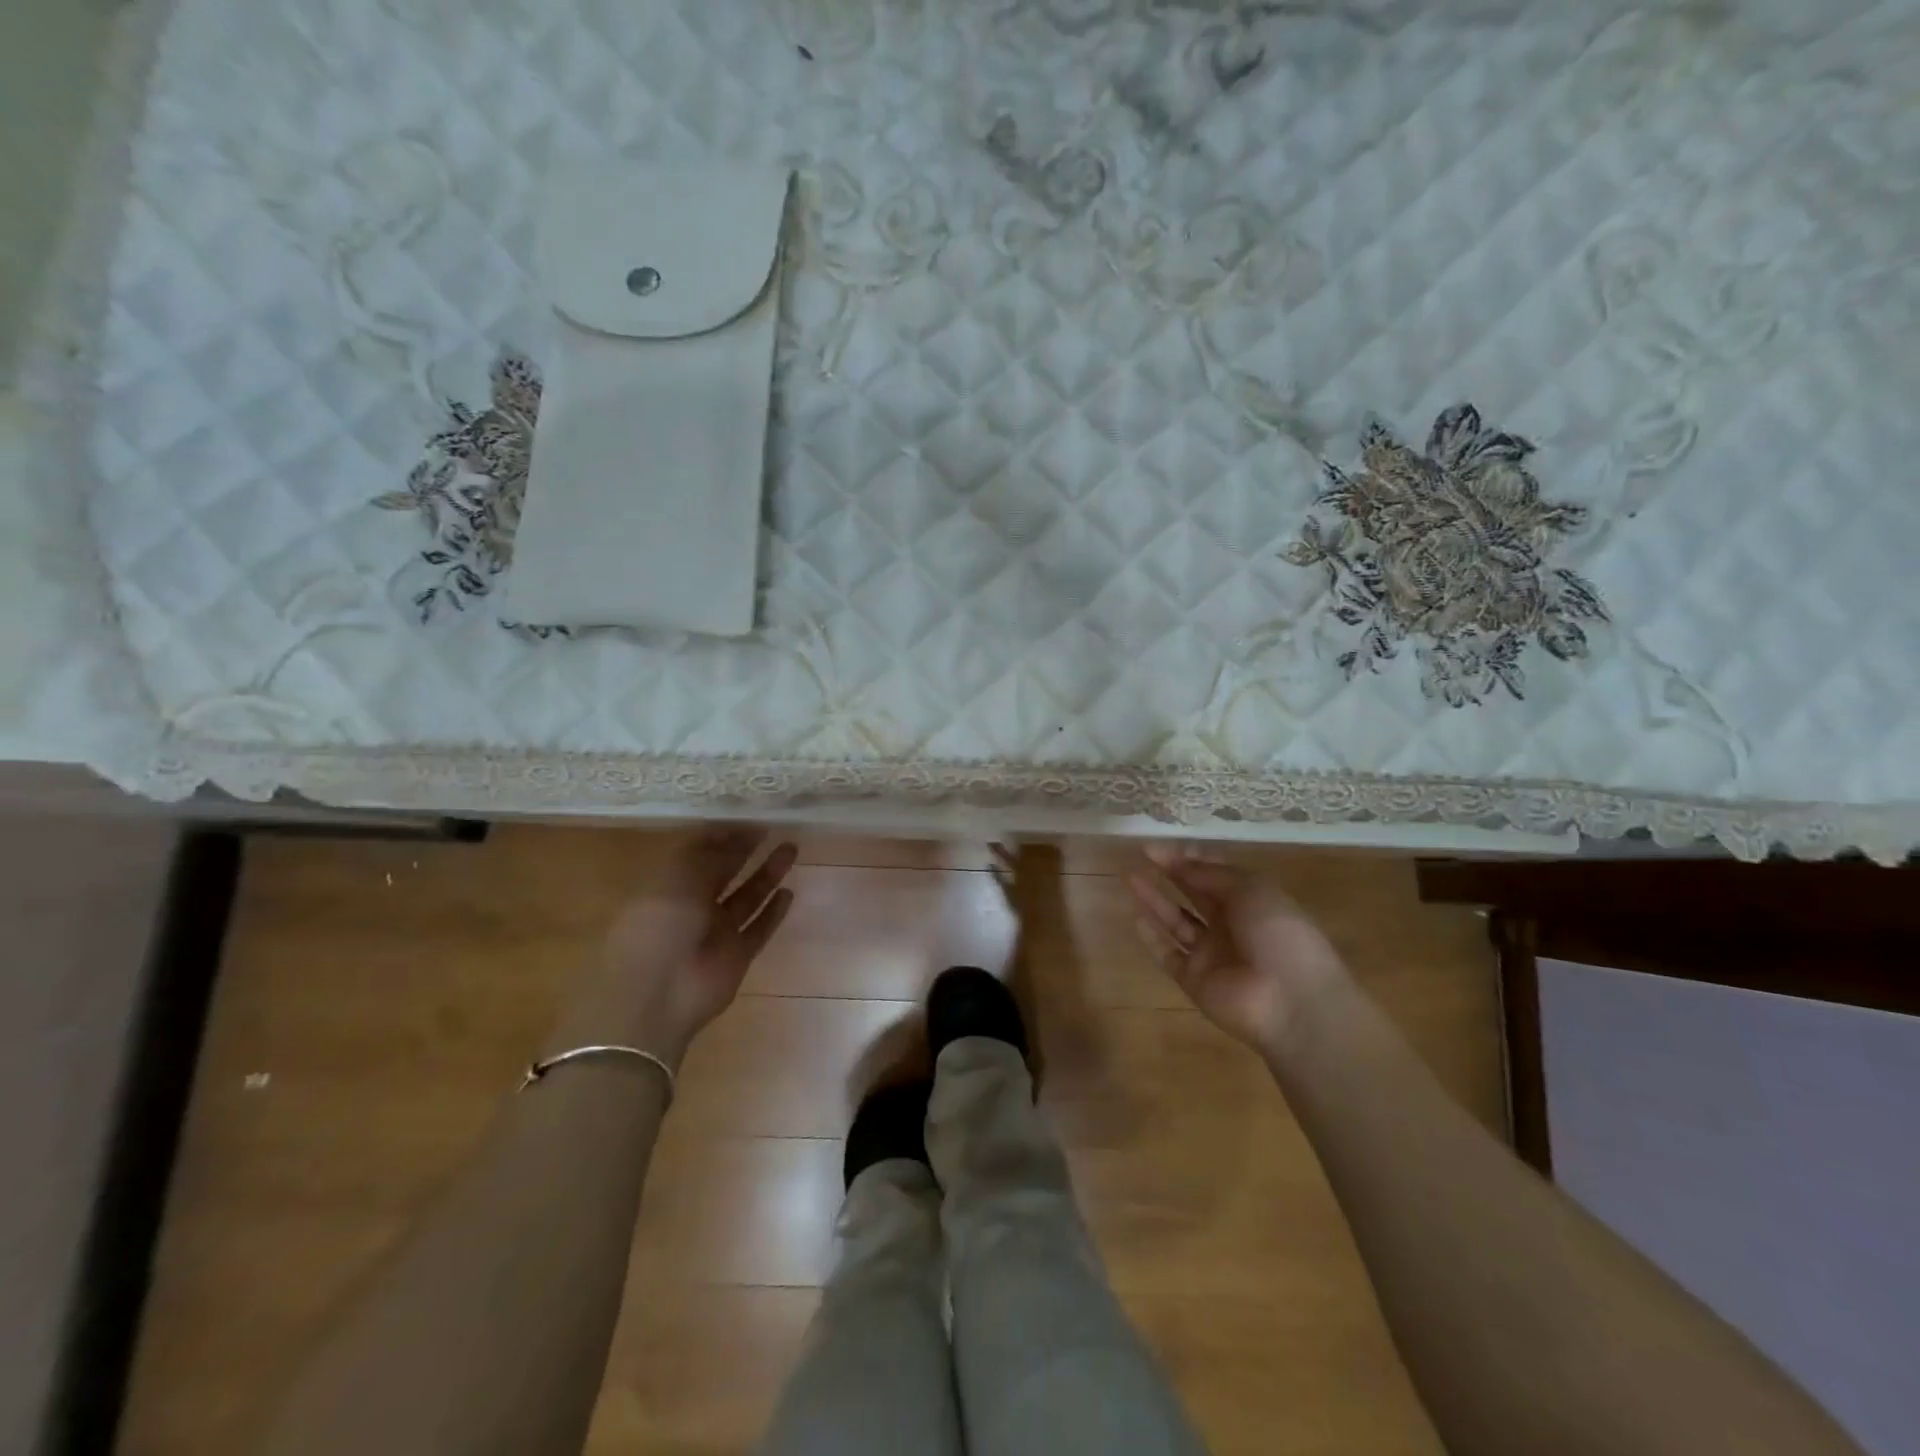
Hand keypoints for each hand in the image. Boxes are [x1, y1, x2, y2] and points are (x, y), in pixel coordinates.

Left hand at [592, 832, 797, 1065]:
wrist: (658, 994)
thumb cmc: (660, 925)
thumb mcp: (678, 877)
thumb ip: (710, 854)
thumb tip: (737, 832)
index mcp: (669, 884)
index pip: (700, 852)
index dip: (724, 834)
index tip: (751, 816)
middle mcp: (692, 906)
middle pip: (725, 872)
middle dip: (747, 850)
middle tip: (775, 827)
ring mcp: (716, 932)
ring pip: (747, 897)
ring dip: (767, 874)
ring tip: (791, 849)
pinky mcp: (737, 955)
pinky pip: (759, 929)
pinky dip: (773, 912)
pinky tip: (790, 892)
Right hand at [1128, 848, 1345, 1055]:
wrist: (1291, 1001)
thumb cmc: (1278, 934)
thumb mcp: (1251, 890)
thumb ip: (1211, 874)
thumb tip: (1179, 862)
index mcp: (1251, 900)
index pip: (1214, 873)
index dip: (1187, 857)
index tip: (1158, 847)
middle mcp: (1230, 924)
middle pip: (1193, 894)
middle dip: (1169, 874)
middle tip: (1140, 856)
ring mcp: (1211, 954)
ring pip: (1176, 922)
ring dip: (1155, 900)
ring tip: (1130, 878)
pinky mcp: (1193, 979)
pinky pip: (1168, 955)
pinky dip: (1151, 938)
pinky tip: (1135, 917)